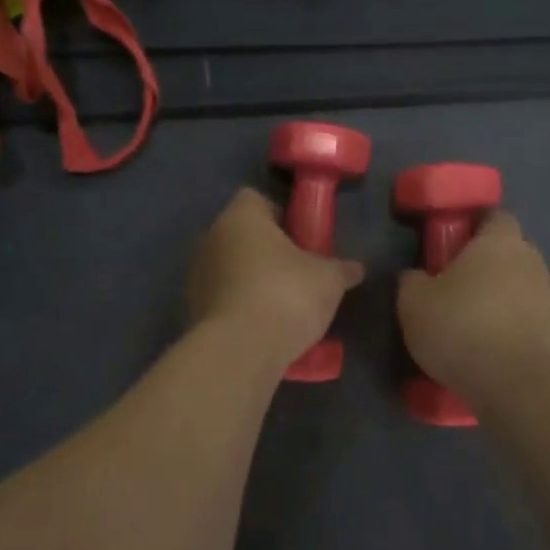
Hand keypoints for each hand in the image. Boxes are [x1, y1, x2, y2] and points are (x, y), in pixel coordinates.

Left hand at [189, 188, 364, 369]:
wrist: (241, 350)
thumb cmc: (286, 295)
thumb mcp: (328, 280)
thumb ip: (341, 269)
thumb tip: (356, 268)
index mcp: (240, 218)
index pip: (255, 199)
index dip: (281, 214)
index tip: (302, 237)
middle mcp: (211, 239)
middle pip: (242, 235)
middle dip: (268, 250)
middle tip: (298, 271)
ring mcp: (198, 276)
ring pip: (231, 268)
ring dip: (253, 280)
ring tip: (284, 305)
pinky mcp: (194, 310)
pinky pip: (224, 299)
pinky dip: (241, 307)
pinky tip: (265, 327)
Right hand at [397, 211, 549, 398]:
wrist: (510, 383)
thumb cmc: (458, 326)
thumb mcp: (413, 301)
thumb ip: (412, 279)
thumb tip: (417, 276)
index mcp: (500, 242)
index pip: (495, 217)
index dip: (474, 228)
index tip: (451, 246)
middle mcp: (532, 262)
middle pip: (509, 253)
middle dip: (486, 266)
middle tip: (455, 287)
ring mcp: (549, 299)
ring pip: (520, 288)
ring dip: (500, 299)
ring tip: (471, 325)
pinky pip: (526, 320)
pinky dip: (510, 328)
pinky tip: (487, 349)